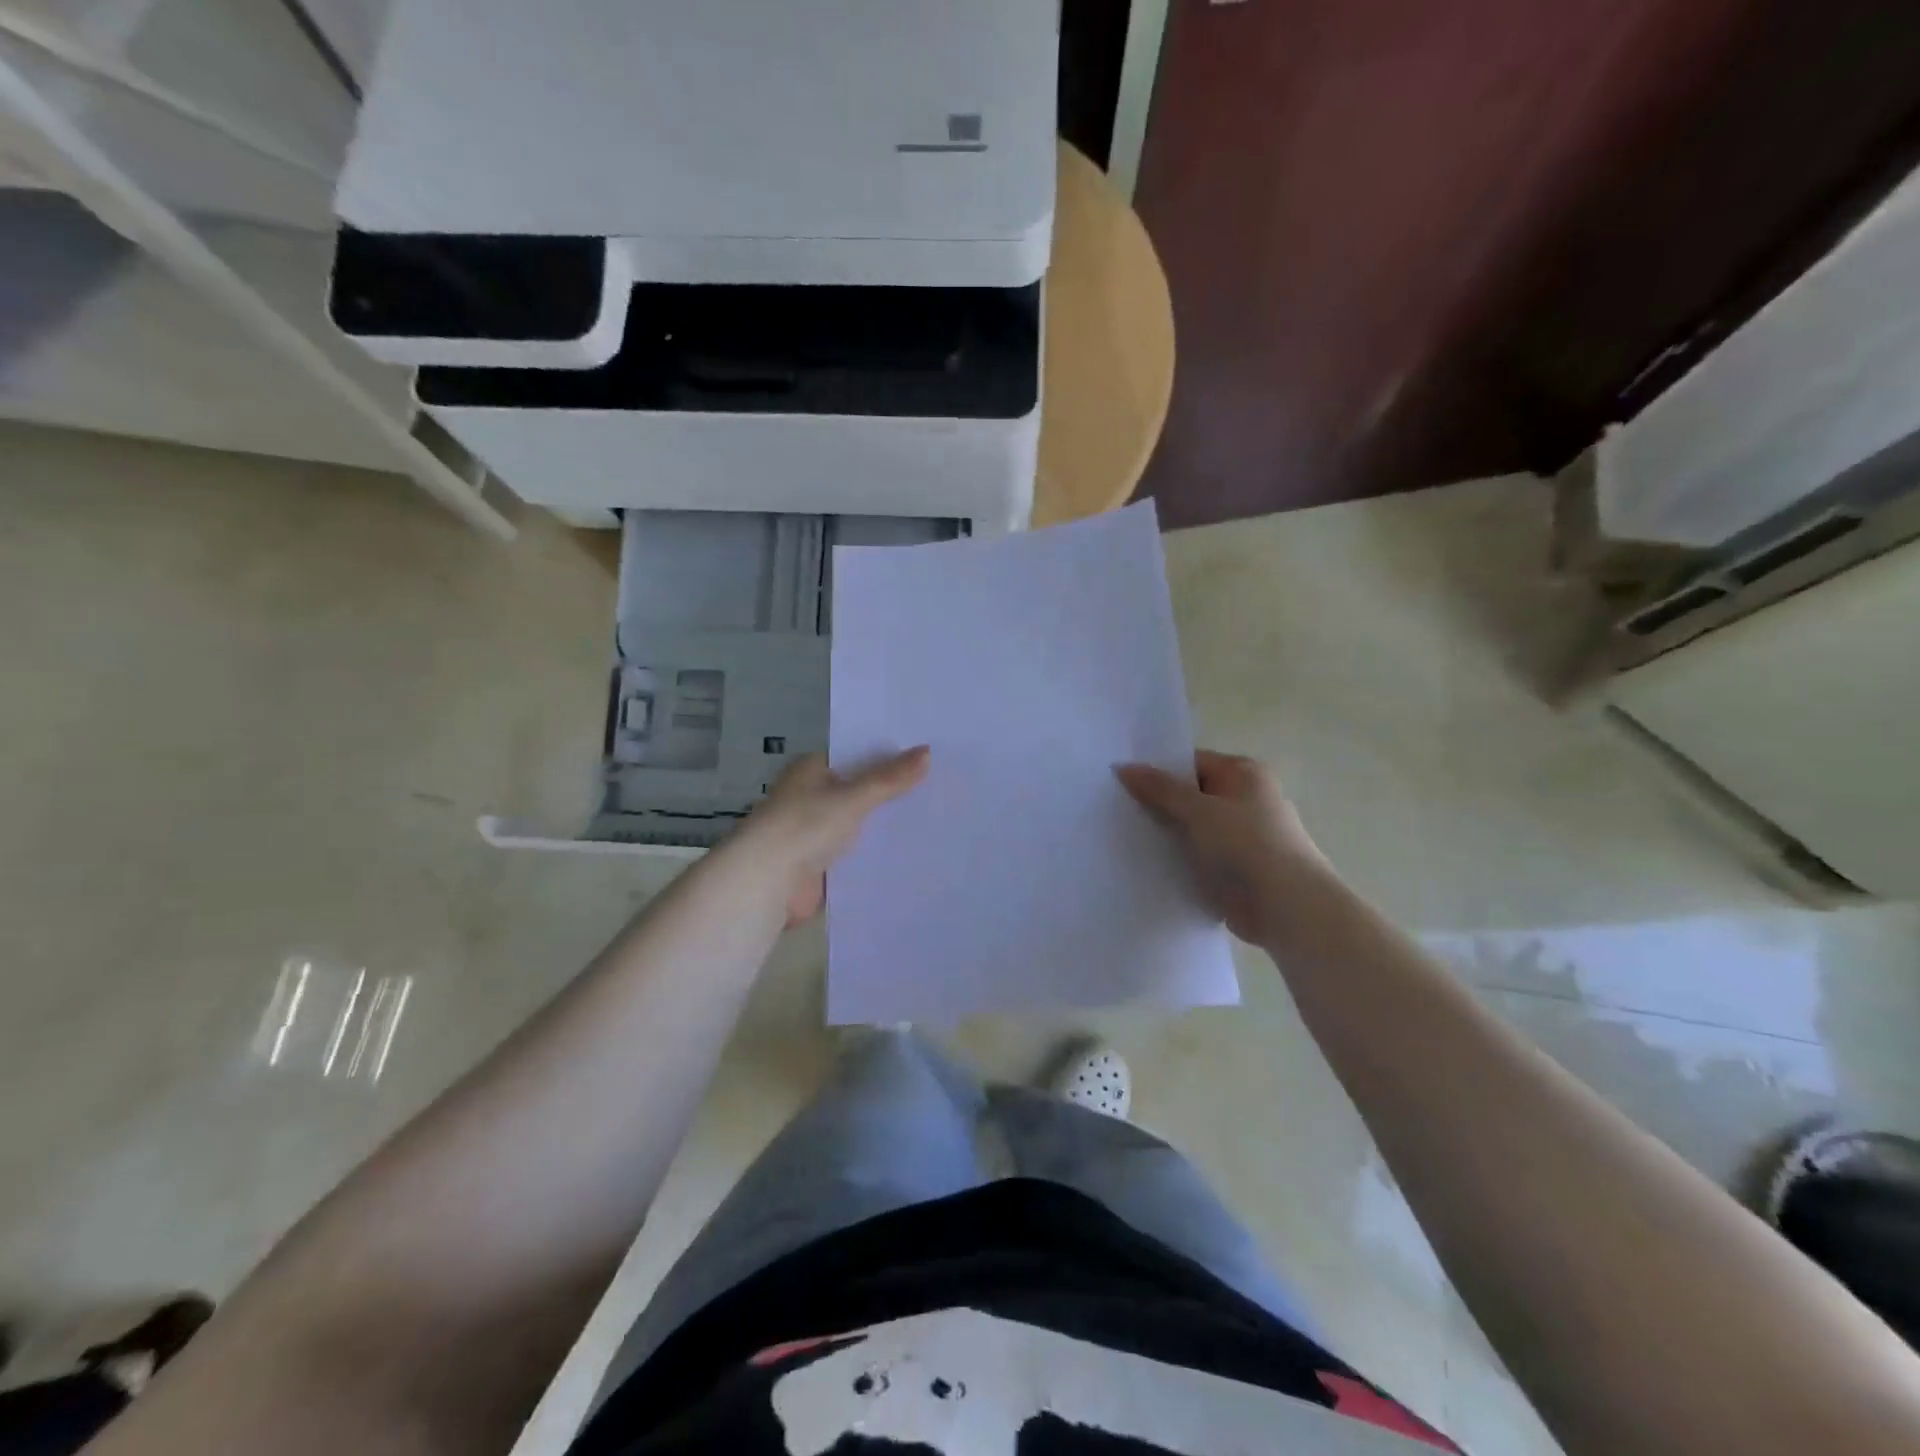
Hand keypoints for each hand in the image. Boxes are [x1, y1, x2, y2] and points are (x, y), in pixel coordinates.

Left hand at [740, 748, 930, 926]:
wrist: (766, 883)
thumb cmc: (803, 826)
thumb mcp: (852, 797)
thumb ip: (890, 779)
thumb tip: (927, 751)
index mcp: (811, 770)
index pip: (856, 756)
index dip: (889, 756)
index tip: (928, 756)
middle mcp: (812, 797)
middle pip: (861, 791)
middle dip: (893, 793)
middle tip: (941, 787)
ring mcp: (816, 832)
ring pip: (861, 824)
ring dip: (887, 825)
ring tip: (937, 819)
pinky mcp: (822, 864)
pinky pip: (857, 854)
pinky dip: (878, 853)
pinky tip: (913, 852)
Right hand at [1116, 750, 1329, 944]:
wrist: (1287, 907)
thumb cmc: (1246, 845)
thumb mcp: (1197, 810)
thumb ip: (1160, 789)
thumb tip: (1124, 767)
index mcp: (1245, 774)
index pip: (1192, 762)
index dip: (1158, 770)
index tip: (1121, 781)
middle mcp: (1247, 799)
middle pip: (1192, 795)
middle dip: (1159, 803)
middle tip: (1115, 808)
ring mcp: (1243, 836)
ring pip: (1194, 828)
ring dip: (1168, 834)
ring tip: (1124, 836)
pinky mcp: (1237, 869)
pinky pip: (1200, 856)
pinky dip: (1179, 859)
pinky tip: (1148, 864)